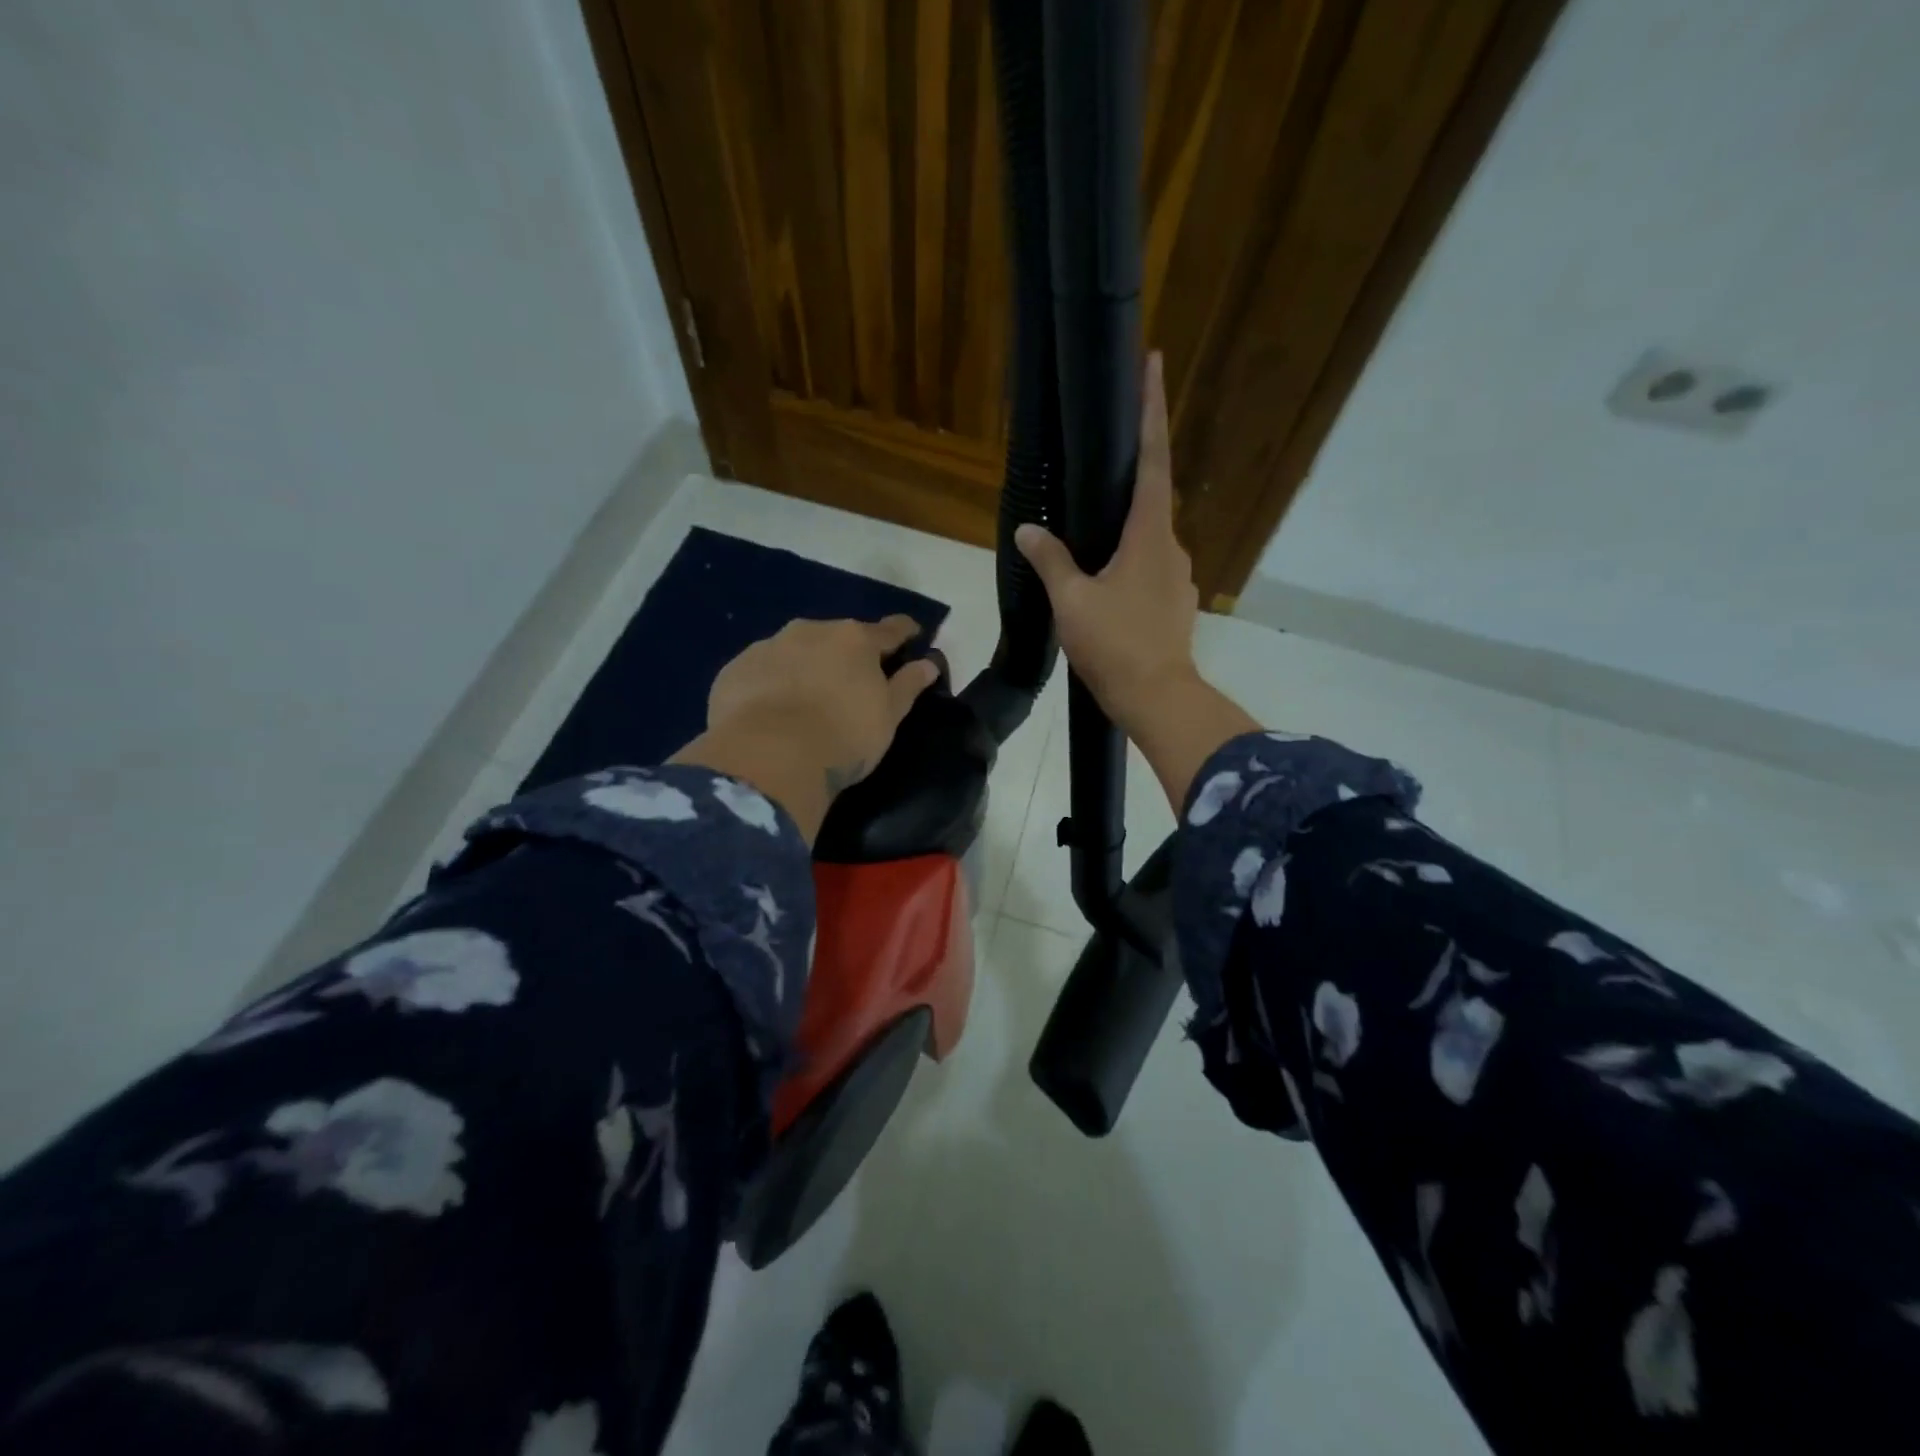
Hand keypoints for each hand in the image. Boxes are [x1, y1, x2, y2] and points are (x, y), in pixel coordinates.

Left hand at [671, 616, 939, 841]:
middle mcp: (811, 630)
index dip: (905, 633)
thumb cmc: (843, 736)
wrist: (769, 756)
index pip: (890, 629)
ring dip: (805, 666)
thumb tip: (929, 663)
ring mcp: (768, 647)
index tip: (912, 637)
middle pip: (838, 637)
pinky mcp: (734, 670)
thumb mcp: (888, 716)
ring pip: (795, 650)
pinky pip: (762, 671)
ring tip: (805, 699)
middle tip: (851, 682)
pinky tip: (769, 712)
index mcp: (855, 639)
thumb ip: (908, 685)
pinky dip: (771, 684)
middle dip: (846, 654)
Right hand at [1015, 352, 1256, 810]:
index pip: (1153, 459)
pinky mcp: (1174, 602)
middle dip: (1127, 478)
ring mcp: (1177, 576)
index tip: (1153, 364)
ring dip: (1122, 534)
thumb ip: (1051, 560)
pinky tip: (1104, 585)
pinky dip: (1126, 565)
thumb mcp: (1072, 601)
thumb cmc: (1115, 644)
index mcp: (1150, 534)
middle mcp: (1171, 546)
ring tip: (1089, 545)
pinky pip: (1148, 569)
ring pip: (1147, 540)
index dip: (1151, 410)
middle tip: (1097, 470)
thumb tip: (1029, 529)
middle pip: (1150, 498)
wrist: (1157, 698)